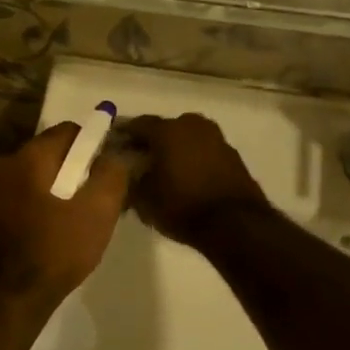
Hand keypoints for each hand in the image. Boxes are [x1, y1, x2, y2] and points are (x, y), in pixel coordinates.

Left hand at [0, 122, 130, 308]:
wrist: (18, 295)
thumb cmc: (60, 248)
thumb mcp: (99, 210)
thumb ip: (111, 173)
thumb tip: (114, 155)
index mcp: (28, 156)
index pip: (68, 131)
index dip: (92, 146)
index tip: (106, 170)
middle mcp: (4, 162)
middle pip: (51, 151)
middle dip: (74, 167)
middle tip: (94, 194)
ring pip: (37, 172)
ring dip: (57, 184)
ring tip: (76, 213)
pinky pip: (25, 190)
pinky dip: (42, 198)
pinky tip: (56, 223)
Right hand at [120, 113, 268, 248]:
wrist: (235, 224)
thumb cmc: (182, 206)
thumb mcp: (144, 199)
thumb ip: (130, 180)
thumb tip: (127, 173)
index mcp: (167, 130)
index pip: (138, 125)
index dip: (124, 135)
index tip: (114, 145)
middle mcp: (192, 126)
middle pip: (165, 129)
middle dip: (152, 141)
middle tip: (140, 159)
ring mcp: (216, 138)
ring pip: (187, 138)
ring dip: (175, 149)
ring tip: (165, 170)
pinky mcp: (233, 156)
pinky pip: (204, 151)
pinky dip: (194, 159)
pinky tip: (187, 177)